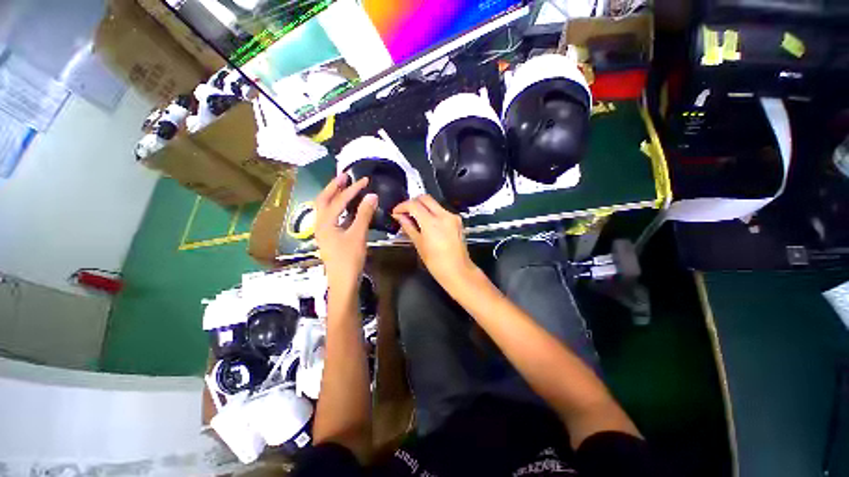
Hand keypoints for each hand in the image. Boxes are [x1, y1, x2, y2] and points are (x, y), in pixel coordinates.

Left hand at [315, 174, 376, 293]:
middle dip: (334, 187)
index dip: (352, 189)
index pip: (338, 200)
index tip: (364, 180)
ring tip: (344, 187)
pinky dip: (338, 208)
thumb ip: (364, 214)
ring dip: (334, 196)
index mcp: (325, 222)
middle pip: (323, 200)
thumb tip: (372, 196)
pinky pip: (331, 216)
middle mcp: (320, 224)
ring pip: (326, 208)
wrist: (343, 281)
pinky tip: (347, 207)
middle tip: (344, 176)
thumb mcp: (358, 235)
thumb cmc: (349, 259)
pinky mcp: (330, 237)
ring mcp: (324, 231)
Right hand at [392, 195, 476, 289]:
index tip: (396, 212)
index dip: (402, 206)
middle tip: (404, 212)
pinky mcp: (457, 221)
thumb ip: (409, 227)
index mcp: (432, 222)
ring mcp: (452, 217)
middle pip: (425, 198)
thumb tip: (400, 217)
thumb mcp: (419, 244)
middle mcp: (443, 215)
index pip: (413, 204)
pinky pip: (441, 211)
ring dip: (422, 207)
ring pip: (434, 203)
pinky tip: (426, 223)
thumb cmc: (436, 263)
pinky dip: (432, 213)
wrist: (458, 271)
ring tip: (414, 219)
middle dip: (412, 202)